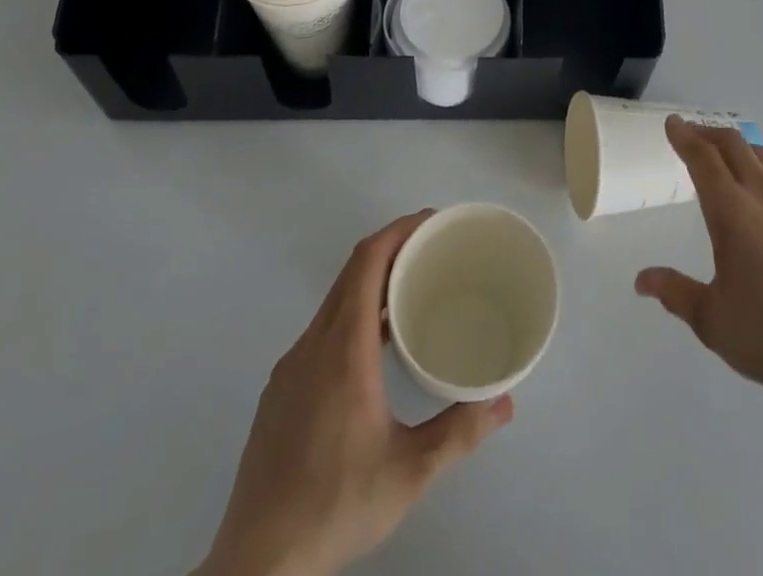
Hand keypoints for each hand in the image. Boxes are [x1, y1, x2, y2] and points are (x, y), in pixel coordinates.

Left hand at [199, 212, 513, 575]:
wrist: (256, 566)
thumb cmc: (335, 506)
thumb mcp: (409, 472)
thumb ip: (458, 431)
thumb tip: (505, 403)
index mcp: (343, 349)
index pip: (367, 261)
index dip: (398, 230)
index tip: (432, 222)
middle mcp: (313, 345)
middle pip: (351, 273)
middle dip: (391, 248)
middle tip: (432, 250)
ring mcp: (290, 367)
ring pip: (334, 302)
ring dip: (371, 283)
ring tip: (410, 294)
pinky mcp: (280, 391)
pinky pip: (321, 330)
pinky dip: (351, 314)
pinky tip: (372, 350)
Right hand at [636, 118, 762, 411]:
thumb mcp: (710, 318)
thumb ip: (674, 291)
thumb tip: (642, 281)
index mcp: (731, 212)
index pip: (703, 159)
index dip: (684, 137)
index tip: (672, 124)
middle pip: (733, 145)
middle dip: (708, 134)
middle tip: (692, 137)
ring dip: (738, 147)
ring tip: (726, 157)